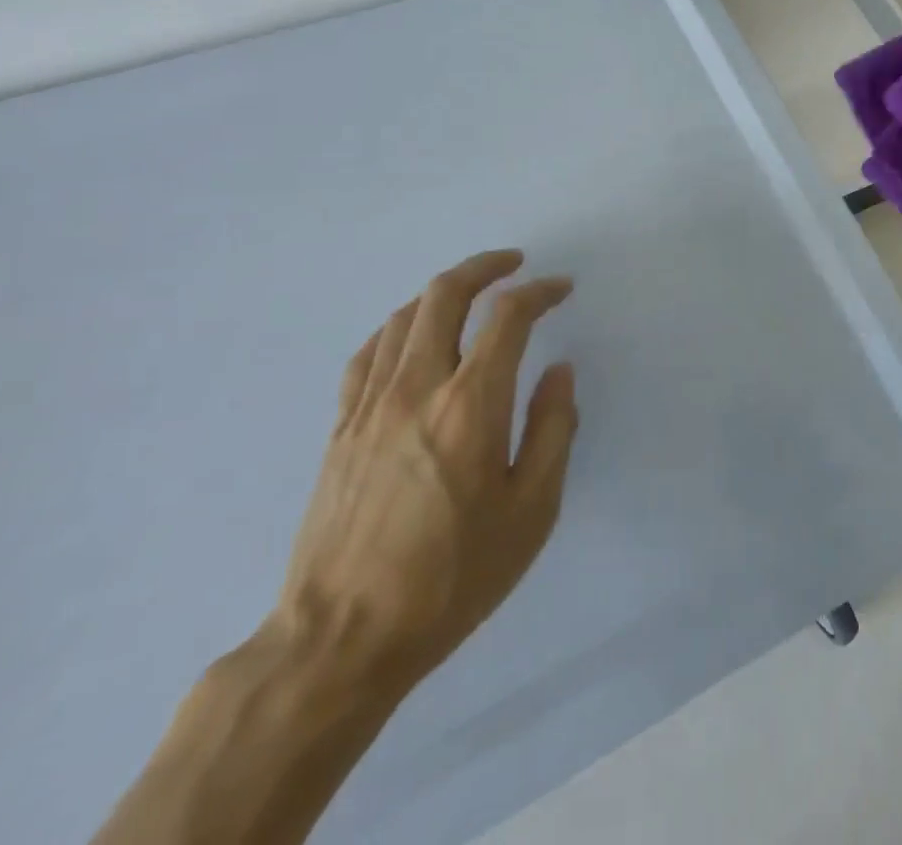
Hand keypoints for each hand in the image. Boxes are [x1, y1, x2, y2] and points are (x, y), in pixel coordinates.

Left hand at [270, 251, 578, 696]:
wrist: (343, 639)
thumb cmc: (452, 578)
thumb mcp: (532, 512)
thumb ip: (553, 431)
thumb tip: (560, 372)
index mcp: (471, 405)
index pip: (508, 317)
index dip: (539, 292)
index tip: (561, 288)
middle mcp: (417, 387)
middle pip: (445, 294)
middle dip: (484, 266)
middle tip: (513, 263)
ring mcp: (370, 404)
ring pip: (404, 316)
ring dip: (442, 291)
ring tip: (470, 293)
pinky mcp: (340, 428)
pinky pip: (368, 353)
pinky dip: (398, 327)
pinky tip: (410, 335)